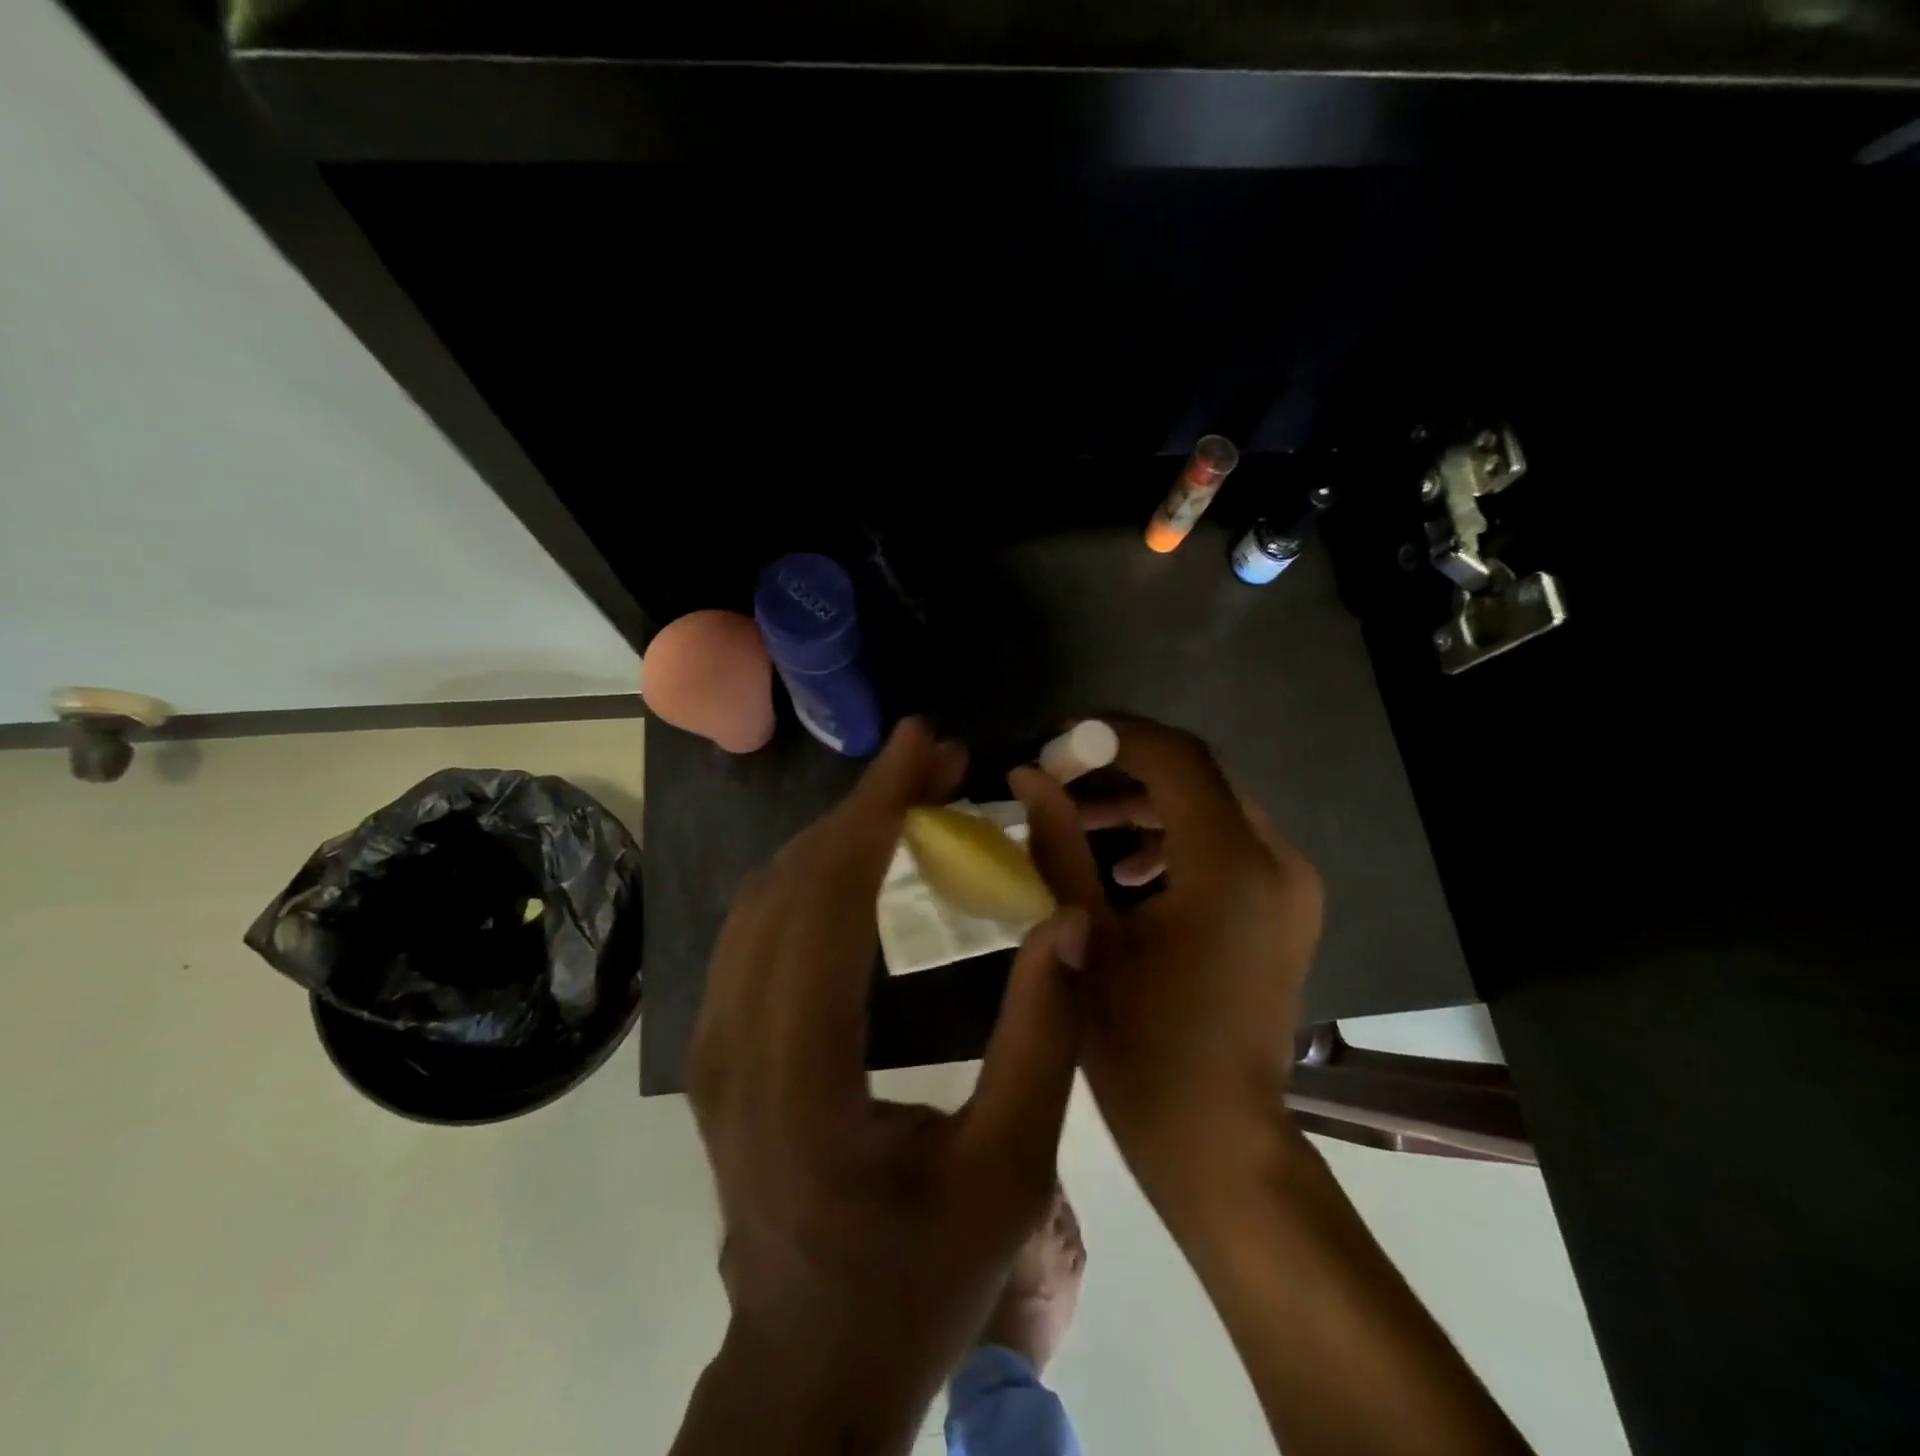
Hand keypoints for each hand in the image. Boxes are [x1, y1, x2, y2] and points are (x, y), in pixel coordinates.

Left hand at [678, 719, 1088, 1455]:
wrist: (812, 1361)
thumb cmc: (919, 1279)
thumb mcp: (1010, 1174)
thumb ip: (1044, 1040)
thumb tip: (1071, 921)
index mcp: (801, 1085)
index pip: (828, 907)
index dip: (877, 810)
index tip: (925, 745)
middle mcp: (734, 1050)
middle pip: (791, 886)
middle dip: (866, 806)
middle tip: (937, 762)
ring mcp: (712, 1046)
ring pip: (765, 897)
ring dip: (839, 833)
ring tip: (911, 796)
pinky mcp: (717, 1044)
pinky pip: (758, 927)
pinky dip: (814, 871)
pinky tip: (864, 856)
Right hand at [1014, 716, 1323, 1214]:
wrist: (1219, 1142)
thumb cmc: (1143, 1048)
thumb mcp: (1086, 936)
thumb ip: (1057, 844)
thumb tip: (1027, 776)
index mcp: (1231, 866)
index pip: (1176, 757)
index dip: (1111, 739)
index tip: (1055, 748)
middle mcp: (1276, 860)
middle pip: (1197, 774)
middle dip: (1123, 769)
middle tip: (1059, 784)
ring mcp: (1290, 885)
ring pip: (1212, 805)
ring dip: (1145, 804)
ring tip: (1079, 826)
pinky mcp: (1285, 908)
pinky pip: (1227, 843)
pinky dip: (1173, 838)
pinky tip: (1125, 872)